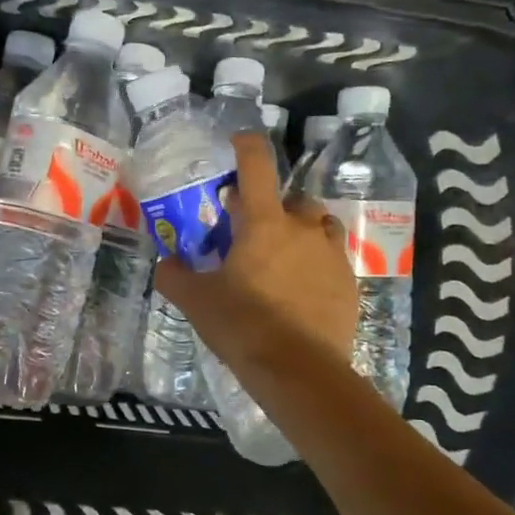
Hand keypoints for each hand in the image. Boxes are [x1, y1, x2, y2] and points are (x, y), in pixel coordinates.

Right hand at [155, 133, 357, 370]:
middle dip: (272, 206)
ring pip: (318, 225)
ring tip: (282, 256)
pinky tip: (301, 288)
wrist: (299, 370)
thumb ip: (175, 276)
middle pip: (291, 198)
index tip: (236, 144)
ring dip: (300, 230)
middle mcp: (303, 228)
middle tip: (251, 231)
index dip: (246, 146)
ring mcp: (331, 254)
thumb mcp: (197, 301)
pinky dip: (316, 262)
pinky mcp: (349, 283)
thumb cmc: (243, 325)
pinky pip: (332, 258)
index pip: (257, 164)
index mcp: (264, 222)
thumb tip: (165, 263)